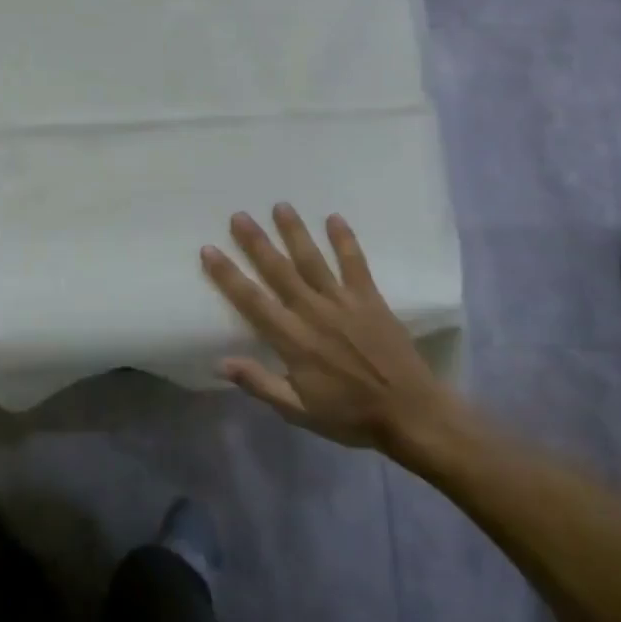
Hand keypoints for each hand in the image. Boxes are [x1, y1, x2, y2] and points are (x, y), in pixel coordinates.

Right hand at [202, 205, 470, 465]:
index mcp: (292, 339)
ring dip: (295, 232)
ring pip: (312, 259)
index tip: (209, 250)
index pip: (251, 300)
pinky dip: (345, 240)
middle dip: (256, 242)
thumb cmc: (350, 416)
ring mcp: (343, 302)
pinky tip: (334, 217)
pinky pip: (355, 263)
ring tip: (280, 205)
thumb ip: (259, 383)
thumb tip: (219, 363)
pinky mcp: (370, 298)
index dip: (227, 275)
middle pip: (278, 270)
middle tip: (239, 215)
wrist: (411, 414)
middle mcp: (313, 312)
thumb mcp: (298, 410)